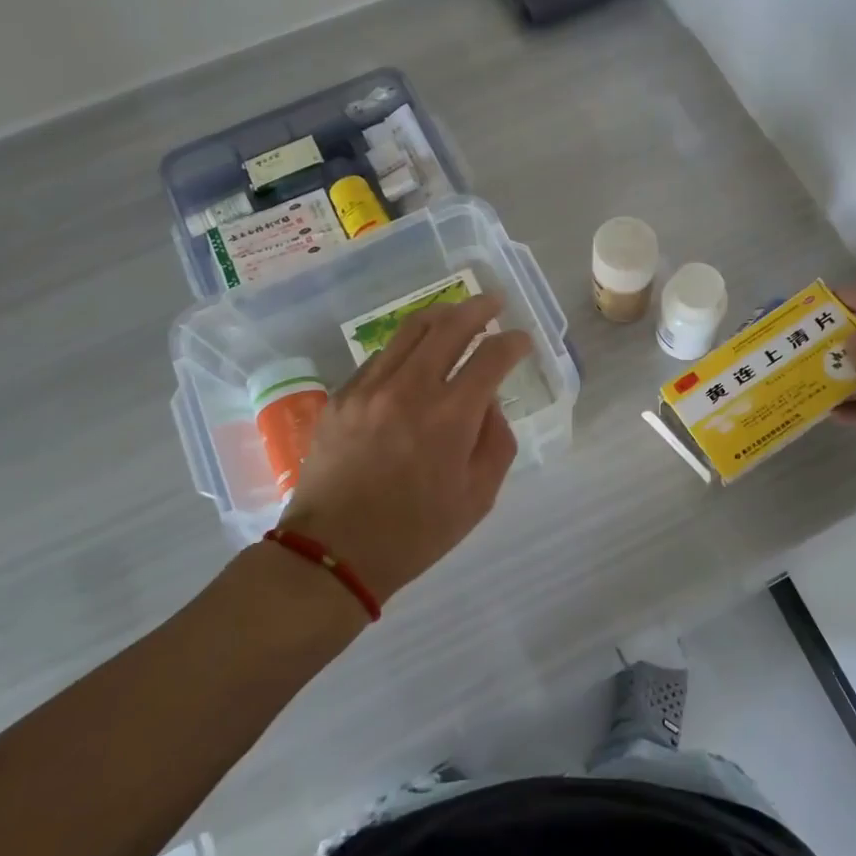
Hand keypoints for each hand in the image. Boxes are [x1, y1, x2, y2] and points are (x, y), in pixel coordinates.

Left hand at [275, 295, 531, 604]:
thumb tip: (487, 403)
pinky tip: (414, 357)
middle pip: (449, 326)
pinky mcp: (341, 397)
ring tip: (456, 313)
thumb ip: (495, 441)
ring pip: (409, 331)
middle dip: (478, 308)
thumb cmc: (415, 533)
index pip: (491, 357)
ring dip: (440, 316)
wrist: (333, 553)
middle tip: (495, 302)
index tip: (522, 340)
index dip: (513, 342)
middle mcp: (409, 389)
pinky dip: (405, 348)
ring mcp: (369, 388)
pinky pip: (379, 357)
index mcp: (450, 417)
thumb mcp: (478, 497)